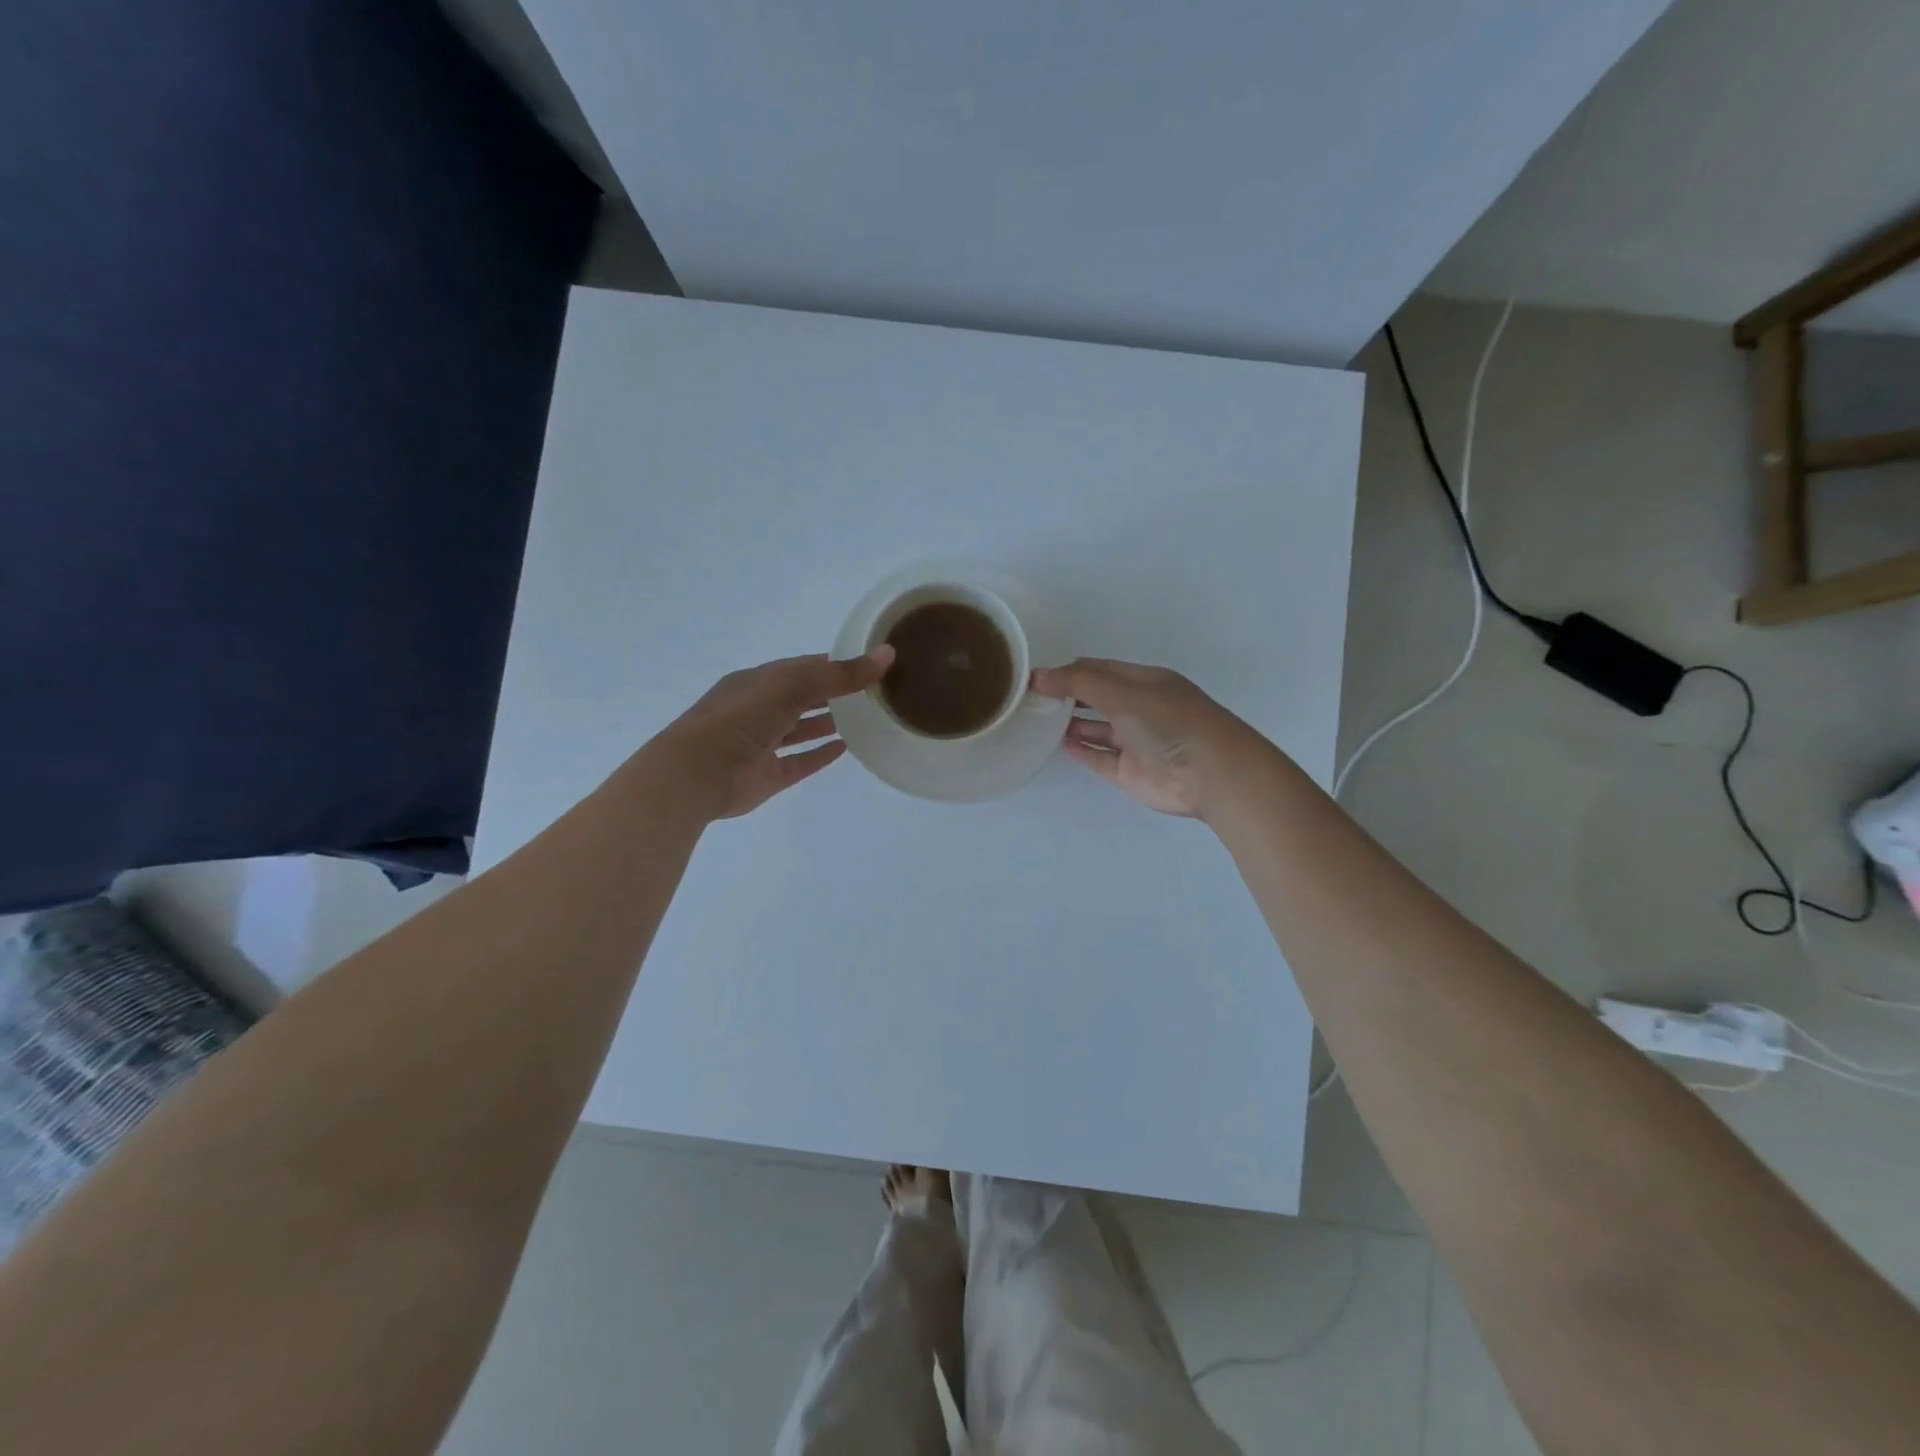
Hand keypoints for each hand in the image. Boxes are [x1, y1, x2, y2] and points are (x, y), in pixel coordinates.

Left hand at [653, 648, 893, 819]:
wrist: (696, 774)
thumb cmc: (740, 718)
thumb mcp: (791, 686)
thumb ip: (839, 674)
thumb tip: (887, 654)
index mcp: (759, 681)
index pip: (803, 667)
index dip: (835, 664)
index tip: (870, 664)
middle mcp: (760, 709)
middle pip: (803, 697)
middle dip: (834, 693)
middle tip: (874, 693)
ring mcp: (763, 743)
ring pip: (801, 729)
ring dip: (828, 722)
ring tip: (865, 719)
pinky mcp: (768, 775)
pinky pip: (799, 762)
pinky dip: (820, 754)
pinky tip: (845, 749)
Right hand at [1030, 658, 1266, 819]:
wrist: (1209, 773)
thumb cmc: (1168, 721)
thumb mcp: (1122, 692)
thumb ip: (1078, 683)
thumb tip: (1038, 676)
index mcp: (1144, 682)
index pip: (1100, 670)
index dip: (1069, 670)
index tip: (1036, 675)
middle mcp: (1140, 709)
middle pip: (1097, 699)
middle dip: (1067, 696)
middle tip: (1031, 698)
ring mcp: (1135, 742)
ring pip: (1097, 729)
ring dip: (1071, 724)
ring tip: (1037, 719)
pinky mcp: (1130, 772)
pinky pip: (1099, 758)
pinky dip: (1081, 750)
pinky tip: (1058, 743)